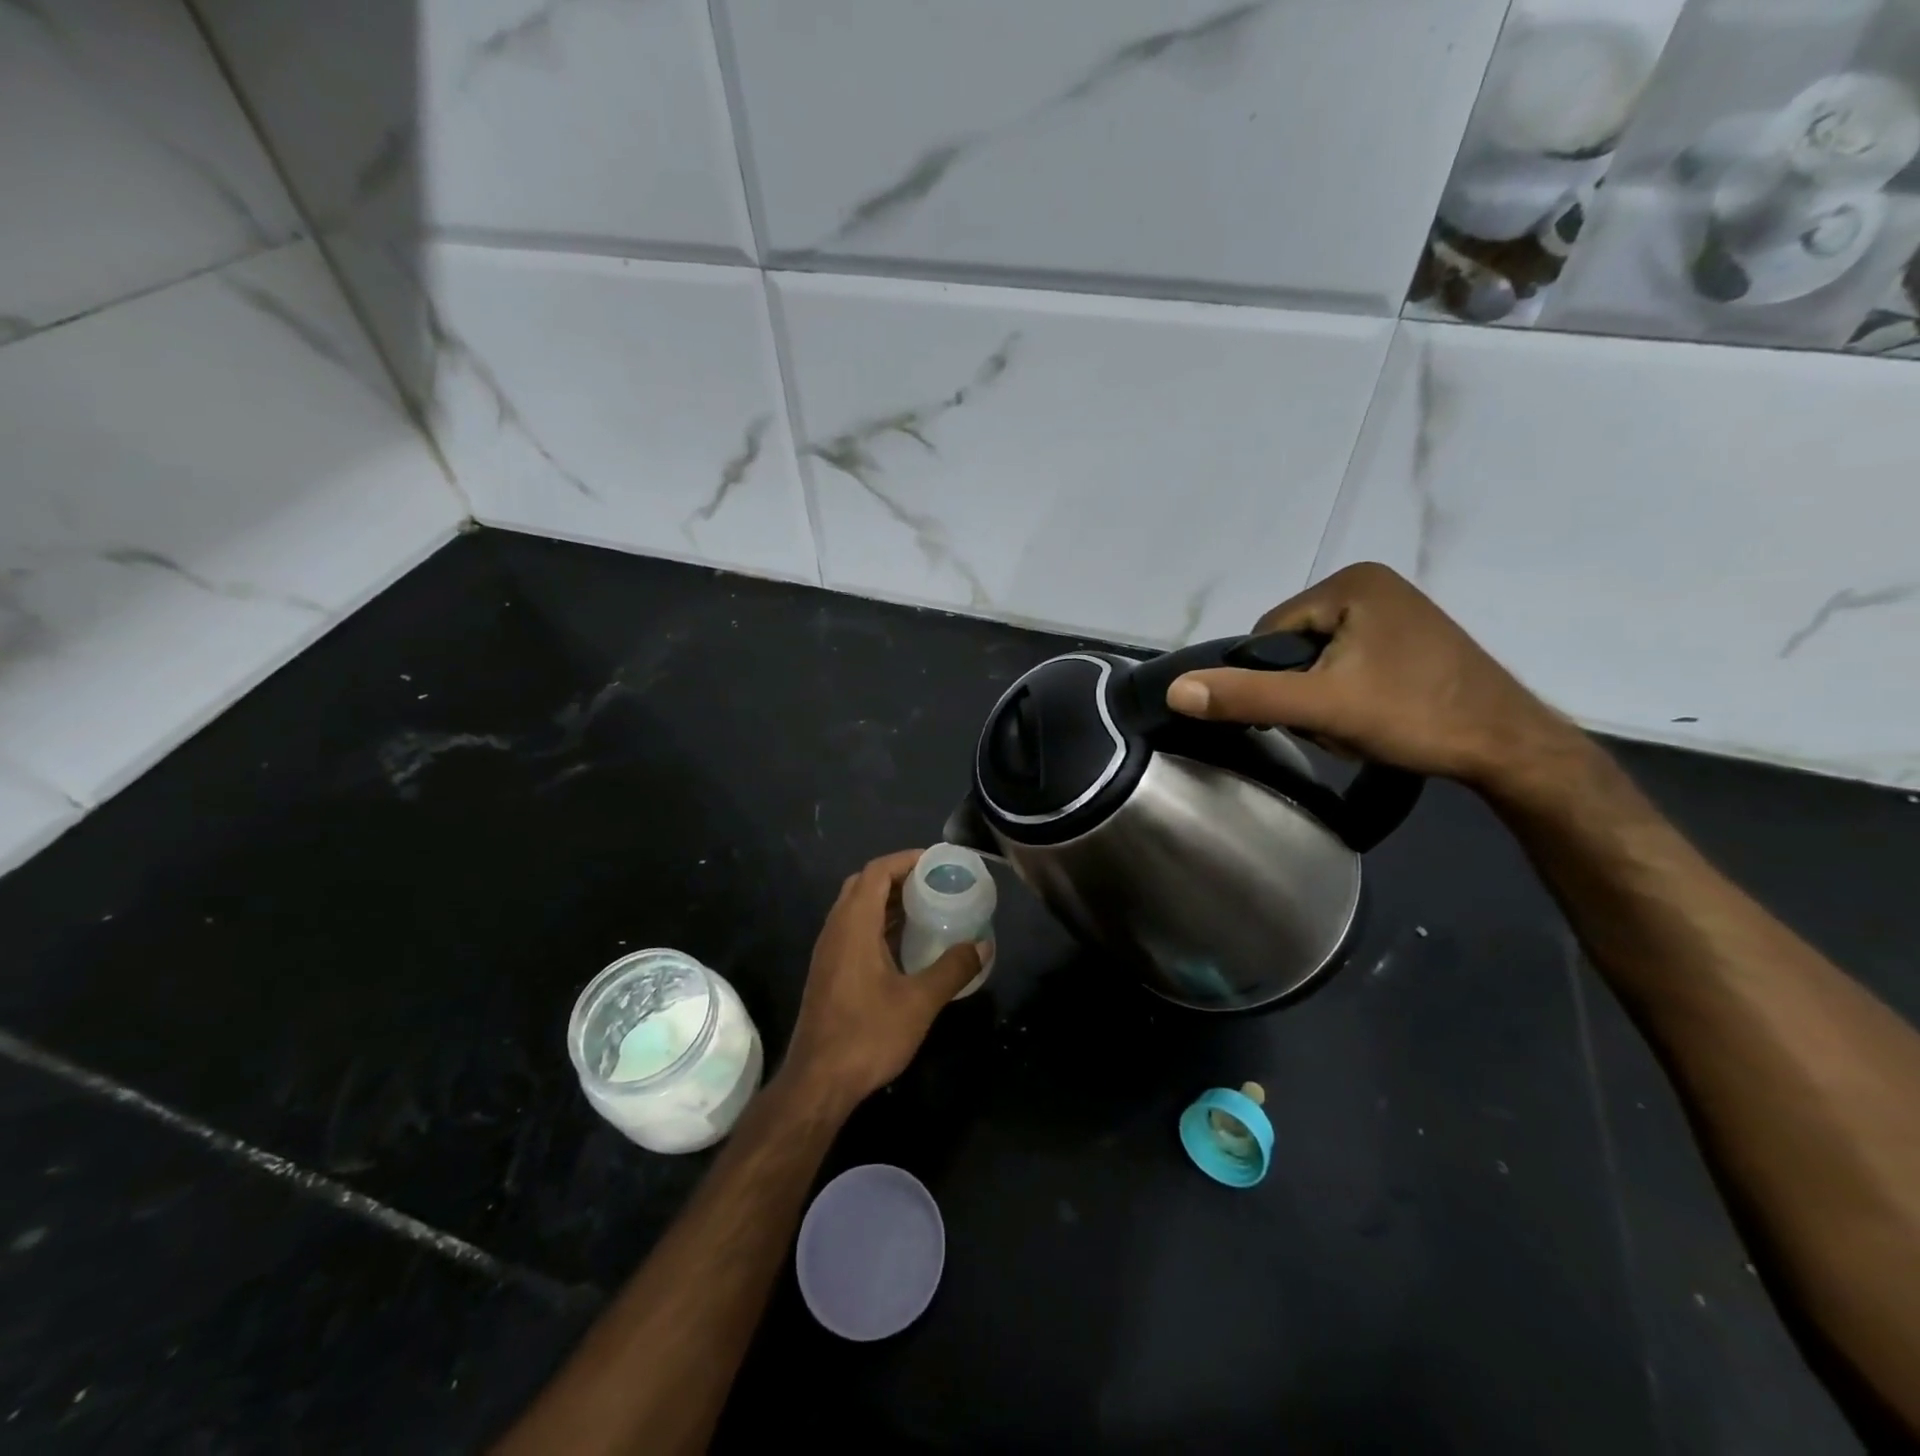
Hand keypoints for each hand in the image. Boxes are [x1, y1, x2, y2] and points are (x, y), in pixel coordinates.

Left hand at [780, 850, 983, 1109]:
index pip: (876, 872)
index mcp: (853, 925)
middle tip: (933, 882)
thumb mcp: (919, 1001)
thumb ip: (953, 968)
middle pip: (864, 884)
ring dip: (888, 900)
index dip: (905, 860)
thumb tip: (982, 945)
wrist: (818, 1082)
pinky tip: (904, 943)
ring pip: (856, 908)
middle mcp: (836, 929)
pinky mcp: (828, 971)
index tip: (937, 862)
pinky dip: (879, 923)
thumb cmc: (867, 1035)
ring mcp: (828, 951)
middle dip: (898, 876)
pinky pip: (854, 929)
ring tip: (926, 906)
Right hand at [1165, 562, 1582, 791]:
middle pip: (1294, 647)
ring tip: (1357, 723)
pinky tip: (1373, 717)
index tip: (1304, 714)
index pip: (1269, 634)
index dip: (1273, 681)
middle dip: (1301, 691)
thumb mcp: (1321, 708)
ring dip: (1322, 698)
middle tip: (1335, 722)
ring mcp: (1393, 611)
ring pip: (1319, 660)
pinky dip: (1348, 694)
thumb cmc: (1414, 716)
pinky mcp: (1409, 639)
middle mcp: (1371, 584)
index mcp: (1350, 582)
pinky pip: (1348, 663)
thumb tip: (1175, 691)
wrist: (1510, 748)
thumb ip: (1246, 696)